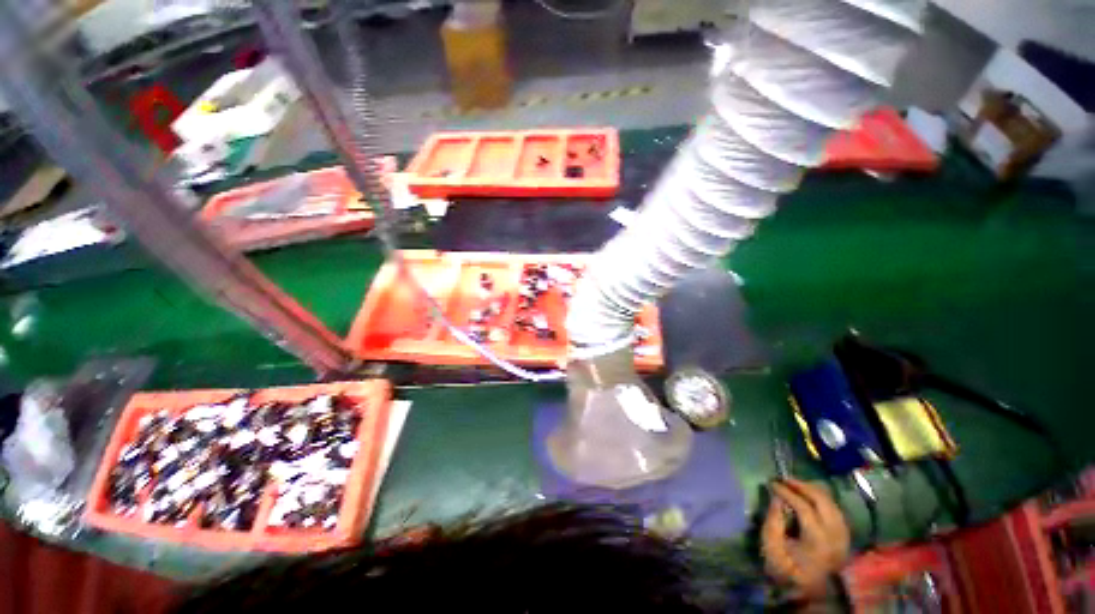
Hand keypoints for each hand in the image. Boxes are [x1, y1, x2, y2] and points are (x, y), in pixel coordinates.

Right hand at [761, 479, 850, 598]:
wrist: (810, 591)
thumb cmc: (787, 569)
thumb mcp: (772, 548)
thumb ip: (773, 521)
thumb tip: (777, 498)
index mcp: (819, 541)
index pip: (805, 508)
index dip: (787, 492)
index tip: (772, 483)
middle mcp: (836, 535)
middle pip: (823, 501)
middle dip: (802, 486)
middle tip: (784, 479)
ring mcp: (843, 535)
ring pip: (831, 503)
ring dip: (812, 490)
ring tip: (794, 484)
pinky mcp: (844, 536)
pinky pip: (835, 509)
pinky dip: (821, 499)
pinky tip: (808, 496)